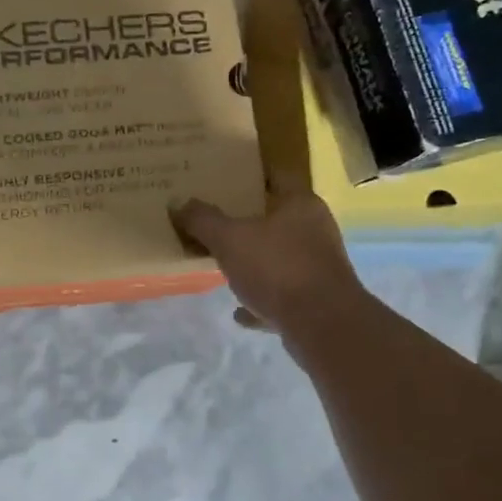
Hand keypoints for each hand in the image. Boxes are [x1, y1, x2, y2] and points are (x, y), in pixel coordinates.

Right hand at [171, 178, 367, 337]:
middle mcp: (315, 230)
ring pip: (279, 257)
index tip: (222, 179)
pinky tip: (238, 309)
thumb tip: (179, 204)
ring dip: (254, 262)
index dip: (248, 175)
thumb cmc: (277, 268)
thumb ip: (202, 220)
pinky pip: (281, 295)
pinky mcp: (317, 300)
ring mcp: (318, 266)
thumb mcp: (229, 239)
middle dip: (246, 222)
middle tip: (213, 222)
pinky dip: (260, 299)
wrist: (322, 326)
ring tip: (222, 264)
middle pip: (276, 218)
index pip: (275, 176)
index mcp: (300, 204)